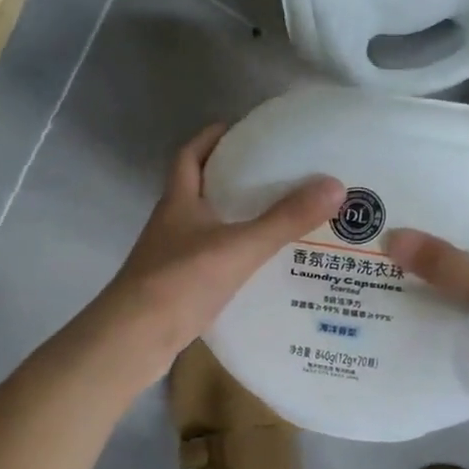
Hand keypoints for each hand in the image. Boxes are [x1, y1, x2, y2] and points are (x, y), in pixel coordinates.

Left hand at [96, 123, 344, 381]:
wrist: (133, 339)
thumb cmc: (180, 282)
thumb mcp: (239, 247)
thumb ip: (284, 219)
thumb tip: (335, 185)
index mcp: (178, 202)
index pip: (190, 156)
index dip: (211, 138)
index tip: (241, 130)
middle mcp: (170, 225)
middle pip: (198, 191)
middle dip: (230, 180)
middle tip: (272, 176)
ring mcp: (169, 259)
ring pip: (204, 229)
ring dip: (232, 222)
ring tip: (275, 221)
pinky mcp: (175, 290)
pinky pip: (208, 263)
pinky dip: (230, 259)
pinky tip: (258, 270)